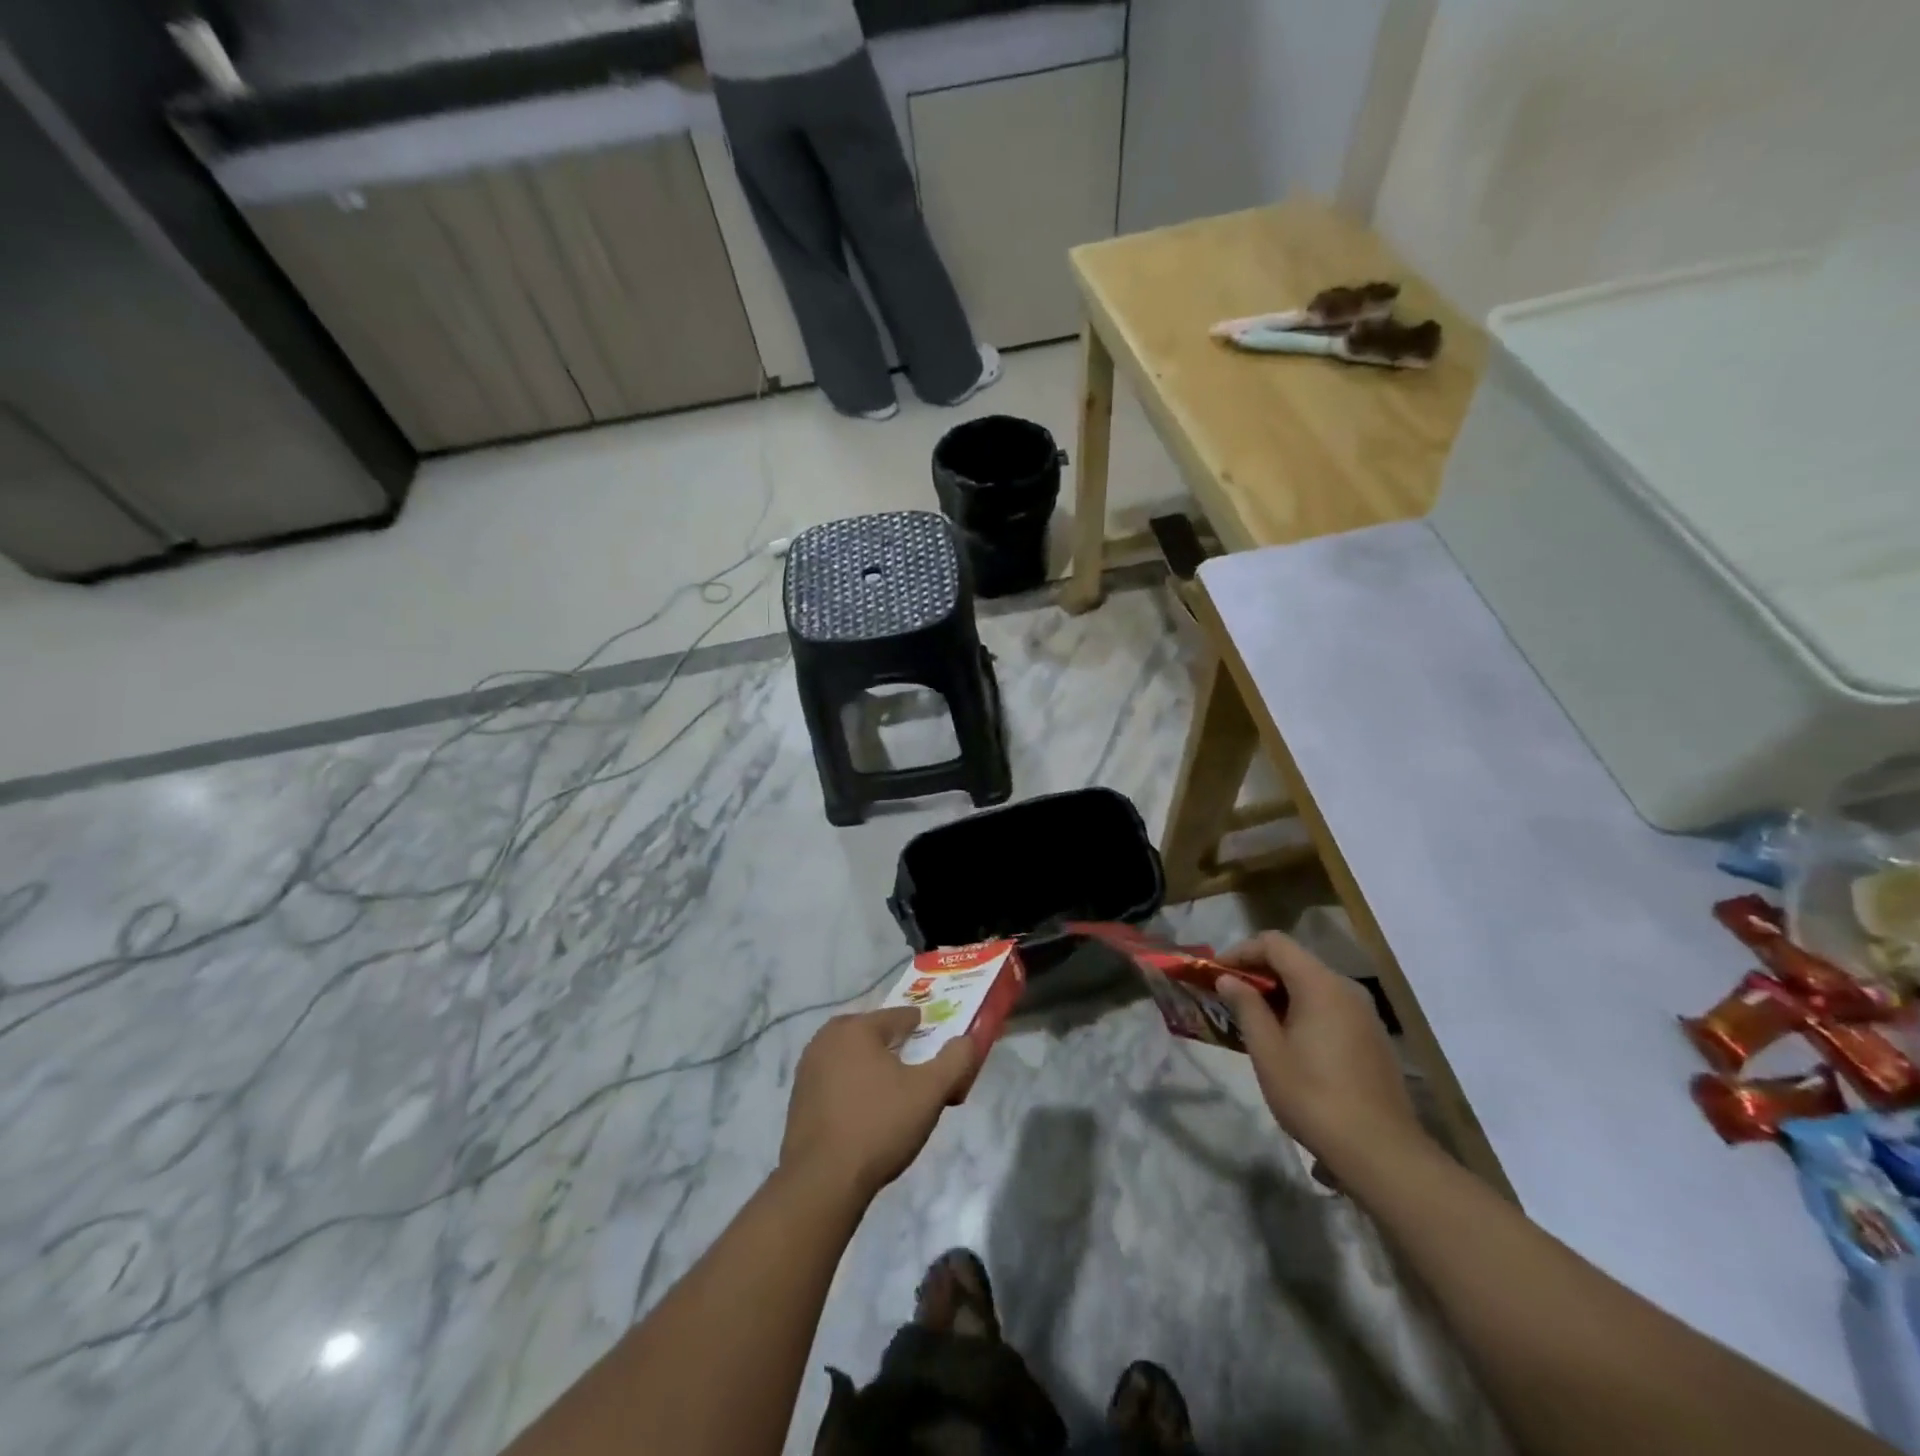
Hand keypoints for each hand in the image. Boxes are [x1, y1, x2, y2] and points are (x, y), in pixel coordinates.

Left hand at [781, 1008, 976, 1202]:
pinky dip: (852, 1087)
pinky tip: (865, 1113)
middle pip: (872, 1033)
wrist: (821, 1182)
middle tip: (915, 1072)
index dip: (923, 1031)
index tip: (937, 1052)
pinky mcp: (798, 1098)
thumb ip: (955, 1060)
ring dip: (872, 1067)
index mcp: (857, 1027)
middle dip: (895, 1046)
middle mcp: (827, 1038)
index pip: (899, 1016)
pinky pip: (834, 1080)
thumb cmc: (879, 1126)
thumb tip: (967, 1040)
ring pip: (851, 1056)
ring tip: (893, 1095)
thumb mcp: (930, 1092)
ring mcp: (808, 1068)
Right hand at [1217, 932, 1426, 1173]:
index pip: (1274, 944)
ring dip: (1280, 993)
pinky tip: (1289, 1041)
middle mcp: (1346, 989)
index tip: (1217, 974)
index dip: (1240, 951)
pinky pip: (1330, 1007)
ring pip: (1313, 985)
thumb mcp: (1268, 1051)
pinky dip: (1303, 1009)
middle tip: (1229, 997)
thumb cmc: (1314, 1097)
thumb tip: (1228, 980)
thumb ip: (1246, 1007)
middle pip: (1295, 961)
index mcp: (1320, 985)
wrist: (1381, 1153)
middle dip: (1258, 973)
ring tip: (1254, 1020)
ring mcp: (1365, 1014)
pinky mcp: (1373, 1037)